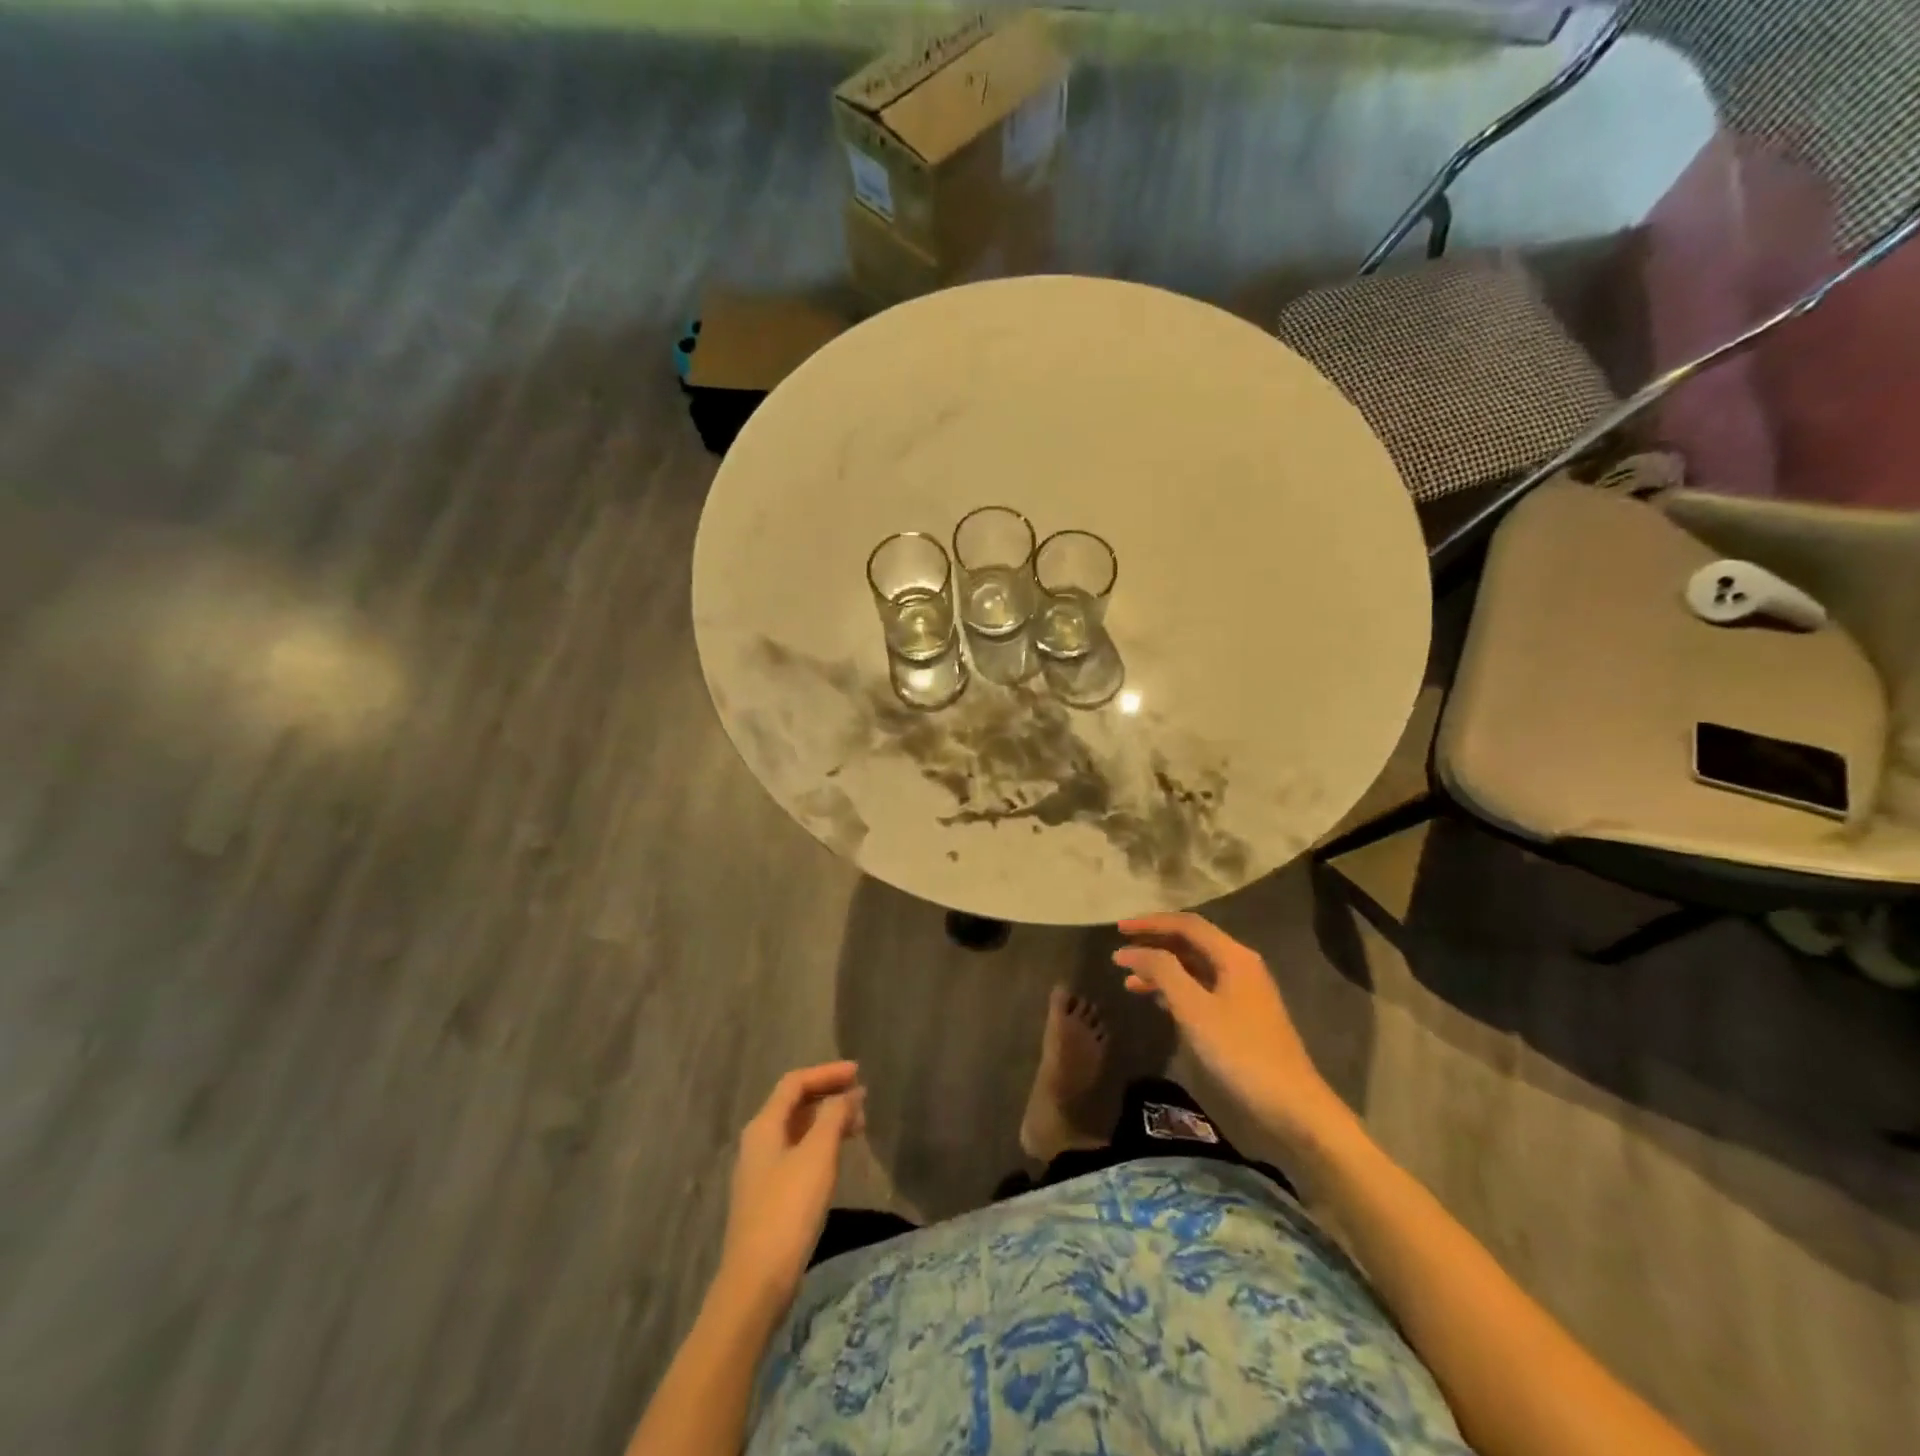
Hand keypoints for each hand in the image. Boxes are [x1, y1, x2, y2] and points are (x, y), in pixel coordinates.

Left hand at [718, 1061, 865, 1311]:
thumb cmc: (788, 1210)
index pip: (795, 1083)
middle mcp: (757, 1142)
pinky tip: (837, 1157)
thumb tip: (848, 1094)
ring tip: (858, 1125)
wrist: (755, 1283)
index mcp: (764, 1126)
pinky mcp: (768, 1196)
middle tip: (862, 1097)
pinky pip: (797, 1153)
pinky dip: (820, 1144)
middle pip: (794, 1104)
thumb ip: (834, 1118)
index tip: (858, 1072)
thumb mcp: (817, 1156)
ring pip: (797, 1130)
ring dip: (827, 1120)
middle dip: (828, 1095)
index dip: (827, 1073)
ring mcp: (760, 1171)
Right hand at [1114, 914, 1350, 1147]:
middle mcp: (1240, 965)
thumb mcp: (1194, 1009)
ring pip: (1194, 967)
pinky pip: (1202, 988)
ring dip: (1162, 970)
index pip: (1186, 924)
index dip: (1150, 923)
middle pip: (1190, 943)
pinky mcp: (1242, 1015)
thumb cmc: (1240, 1051)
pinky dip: (1176, 989)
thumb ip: (1162, 972)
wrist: (1292, 1105)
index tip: (1118, 929)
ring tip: (1129, 982)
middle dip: (1154, 945)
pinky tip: (1157, 1002)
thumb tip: (1133, 950)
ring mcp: (1243, 991)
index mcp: (1234, 956)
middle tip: (1120, 954)